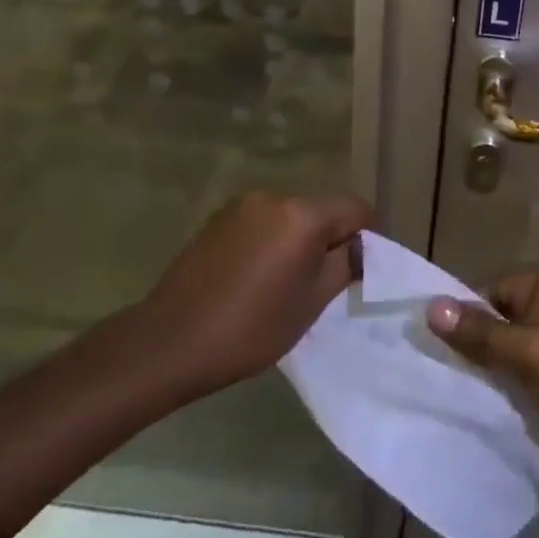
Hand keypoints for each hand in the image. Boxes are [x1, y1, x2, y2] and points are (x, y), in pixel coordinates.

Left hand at [142, 192, 372, 399]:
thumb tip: (361, 246)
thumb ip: (345, 265)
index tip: (364, 268)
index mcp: (302, 214)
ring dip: (300, 239)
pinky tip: (257, 276)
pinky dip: (272, 240)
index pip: (355, 209)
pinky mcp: (219, 218)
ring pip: (292, 216)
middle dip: (332, 238)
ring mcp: (243, 205)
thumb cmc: (250, 328)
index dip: (368, 235)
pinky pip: (263, 222)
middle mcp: (275, 196)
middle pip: (322, 209)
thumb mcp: (312, 303)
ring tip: (288, 281)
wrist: (170, 341)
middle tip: (328, 280)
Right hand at [426, 269, 538, 512]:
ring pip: (511, 357)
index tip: (429, 345)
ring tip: (447, 397)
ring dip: (487, 376)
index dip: (463, 314)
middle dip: (472, 347)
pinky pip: (526, 385)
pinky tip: (479, 416)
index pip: (492, 289)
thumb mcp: (529, 353)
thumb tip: (430, 306)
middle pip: (500, 322)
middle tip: (432, 374)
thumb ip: (480, 333)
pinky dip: (506, 397)